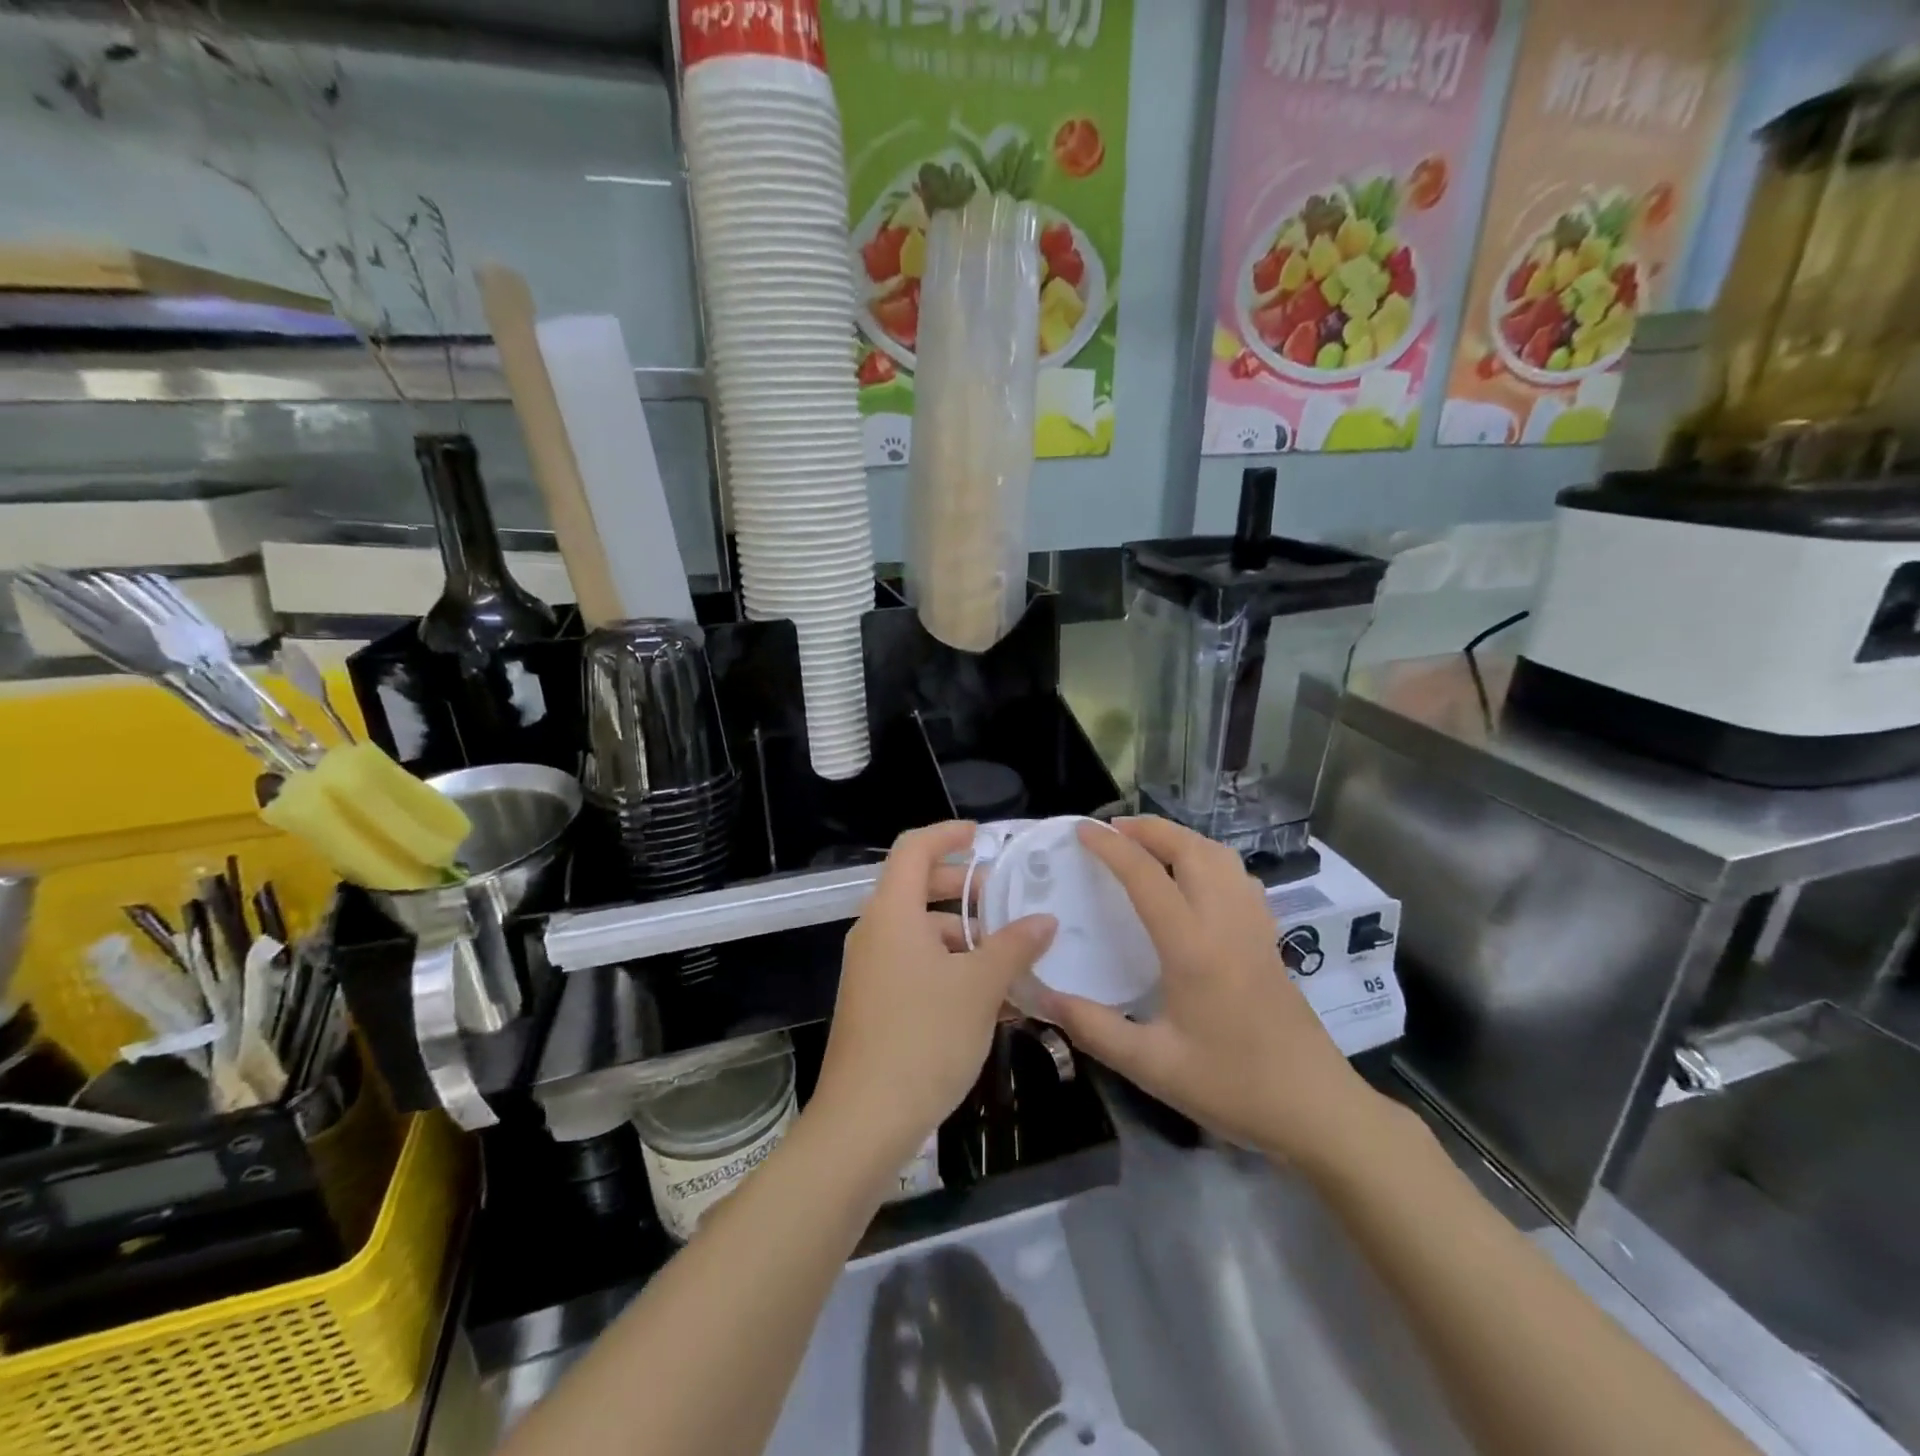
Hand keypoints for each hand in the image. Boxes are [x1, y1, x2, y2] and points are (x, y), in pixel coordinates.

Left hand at [811, 822, 1056, 1175]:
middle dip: (964, 889)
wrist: (865, 1121)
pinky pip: (916, 967)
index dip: (948, 834)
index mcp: (892, 913)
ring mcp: (871, 969)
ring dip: (964, 937)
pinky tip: (993, 999)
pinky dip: (951, 969)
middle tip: (1006, 899)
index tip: (984, 837)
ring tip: (1012, 958)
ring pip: (921, 933)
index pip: (914, 848)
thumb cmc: (924, 1038)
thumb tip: (1045, 919)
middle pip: (918, 888)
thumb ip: (1015, 946)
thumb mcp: (980, 987)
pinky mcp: (875, 1003)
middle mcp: (875, 932)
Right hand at [1034, 816, 1388, 1173]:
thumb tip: (1040, 997)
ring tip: (1148, 845)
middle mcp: (1226, 922)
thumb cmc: (1232, 1086)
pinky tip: (1194, 880)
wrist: (1317, 1110)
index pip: (1147, 876)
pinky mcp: (1269, 939)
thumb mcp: (1152, 1066)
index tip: (1081, 830)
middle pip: (1191, 849)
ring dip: (1181, 838)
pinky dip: (1209, 859)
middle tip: (1112, 830)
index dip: (1111, 847)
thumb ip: (1093, 1027)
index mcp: (1193, 947)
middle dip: (1150, 828)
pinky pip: (1238, 877)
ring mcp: (1254, 927)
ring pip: (1221, 857)